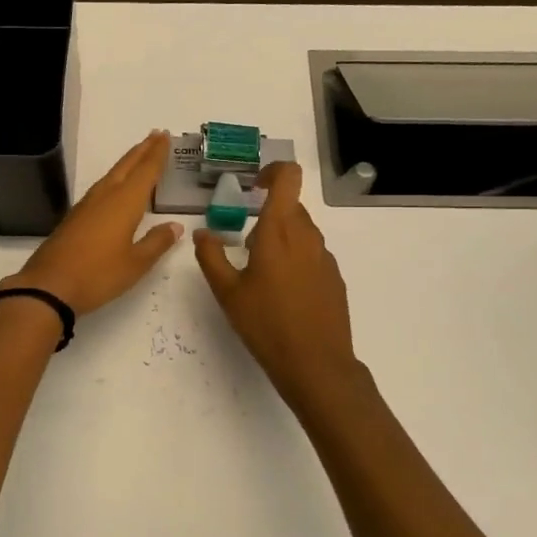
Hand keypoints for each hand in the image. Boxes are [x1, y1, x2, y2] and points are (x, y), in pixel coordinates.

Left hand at [0, 131, 184, 315]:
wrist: (49, 287)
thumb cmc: (98, 275)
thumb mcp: (136, 264)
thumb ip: (156, 242)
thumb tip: (175, 227)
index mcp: (124, 203)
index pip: (145, 171)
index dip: (157, 154)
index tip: (165, 136)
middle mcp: (105, 197)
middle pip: (126, 166)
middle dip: (142, 151)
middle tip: (156, 135)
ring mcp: (86, 207)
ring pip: (111, 176)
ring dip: (127, 163)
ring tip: (139, 156)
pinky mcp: (74, 218)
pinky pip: (100, 189)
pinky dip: (114, 180)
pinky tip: (115, 188)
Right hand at [194, 161, 358, 409]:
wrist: (316, 364)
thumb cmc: (266, 324)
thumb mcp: (227, 292)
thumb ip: (211, 256)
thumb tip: (202, 233)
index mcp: (280, 231)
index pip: (288, 178)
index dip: (272, 172)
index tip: (253, 187)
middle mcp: (307, 236)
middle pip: (291, 207)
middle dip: (267, 216)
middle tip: (245, 245)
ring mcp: (325, 257)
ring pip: (301, 232)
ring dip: (280, 239)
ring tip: (260, 274)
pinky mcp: (334, 278)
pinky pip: (311, 254)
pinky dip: (295, 260)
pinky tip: (282, 294)